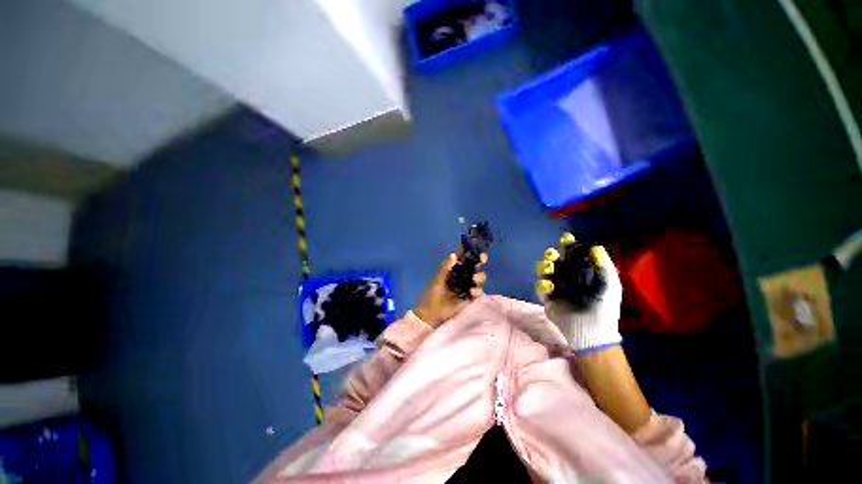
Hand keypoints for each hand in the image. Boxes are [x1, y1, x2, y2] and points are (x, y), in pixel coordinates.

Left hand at [414, 253, 487, 326]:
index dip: (470, 252)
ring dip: (479, 277)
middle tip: (482, 260)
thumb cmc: (432, 294)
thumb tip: (454, 255)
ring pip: (479, 278)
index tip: (475, 248)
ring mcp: (467, 286)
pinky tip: (471, 292)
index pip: (464, 258)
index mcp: (454, 269)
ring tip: (474, 279)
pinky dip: (477, 291)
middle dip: (480, 261)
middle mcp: (462, 276)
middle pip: (475, 266)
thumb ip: (445, 268)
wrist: (432, 313)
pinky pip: (478, 292)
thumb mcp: (438, 280)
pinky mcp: (470, 298)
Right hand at [542, 244, 622, 352]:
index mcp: (582, 273)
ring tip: (548, 268)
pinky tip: (549, 288)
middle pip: (554, 261)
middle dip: (551, 255)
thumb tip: (595, 247)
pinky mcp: (547, 298)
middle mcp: (567, 278)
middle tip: (552, 254)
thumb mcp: (611, 285)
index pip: (572, 256)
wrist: (592, 330)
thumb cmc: (605, 307)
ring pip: (544, 271)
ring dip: (543, 266)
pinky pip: (540, 287)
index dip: (568, 246)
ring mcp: (556, 288)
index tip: (566, 238)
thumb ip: (604, 266)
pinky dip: (542, 285)